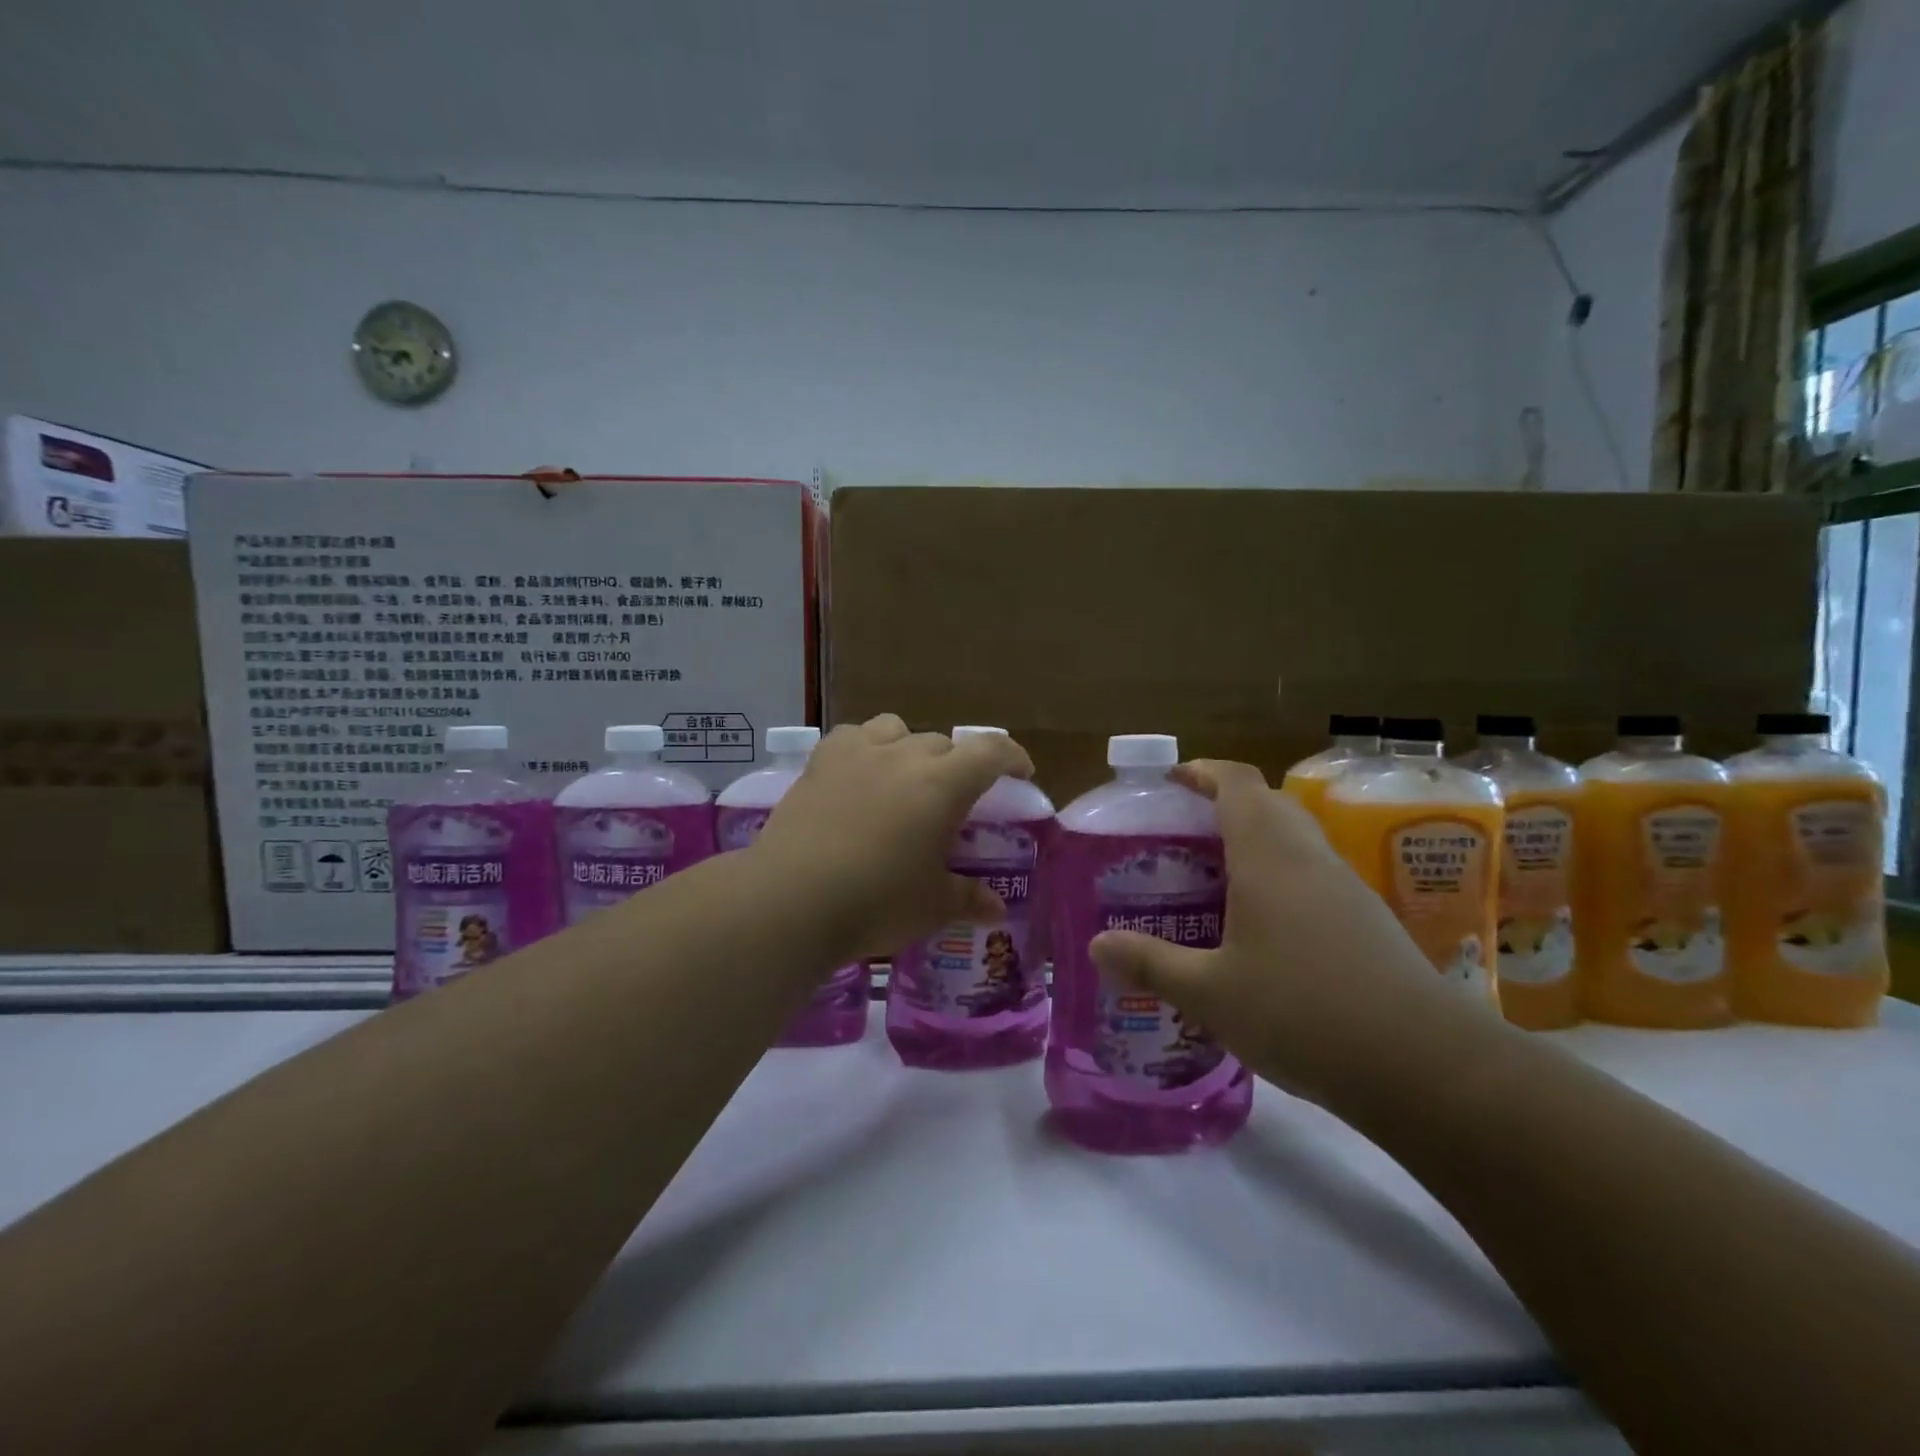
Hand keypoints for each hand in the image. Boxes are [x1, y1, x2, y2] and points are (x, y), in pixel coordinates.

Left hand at [751, 715, 1033, 961]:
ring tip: (904, 779)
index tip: (1021, 772)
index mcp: (943, 784)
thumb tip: (996, 909)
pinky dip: (865, 748)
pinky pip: (852, 737)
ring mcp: (857, 753)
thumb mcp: (932, 906)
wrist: (791, 899)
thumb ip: (968, 898)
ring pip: (897, 729)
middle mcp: (904, 756)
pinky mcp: (820, 762)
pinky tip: (859, 774)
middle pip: (943, 744)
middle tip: (955, 800)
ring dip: (910, 748)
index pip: (991, 751)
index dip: (1013, 756)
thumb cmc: (876, 902)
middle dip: (958, 766)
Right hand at [1086, 759, 1481, 1104]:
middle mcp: (1309, 858)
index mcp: (1269, 856)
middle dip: (1222, 806)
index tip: (1169, 781)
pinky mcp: (1368, 922)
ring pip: (1293, 841)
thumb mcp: (1210, 993)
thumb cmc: (1303, 1012)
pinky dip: (1278, 879)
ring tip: (1210, 880)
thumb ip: (1151, 963)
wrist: (1426, 1066)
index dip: (1201, 771)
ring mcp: (1346, 889)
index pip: (1236, 782)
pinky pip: (1312, 876)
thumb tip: (1096, 946)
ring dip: (1252, 844)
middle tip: (1179, 836)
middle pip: (1266, 804)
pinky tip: (1258, 929)